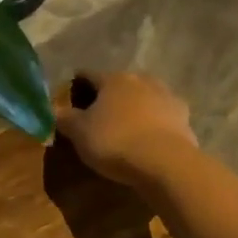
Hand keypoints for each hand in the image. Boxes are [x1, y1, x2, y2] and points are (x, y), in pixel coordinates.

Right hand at [56, 70, 198, 188]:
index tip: (70, 99)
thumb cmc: (114, 141)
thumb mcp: (78, 132)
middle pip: (119, 84)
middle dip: (108, 97)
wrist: (165, 162)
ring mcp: (166, 96)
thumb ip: (64, 118)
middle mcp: (141, 80)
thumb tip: (53, 109)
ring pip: (143, 97)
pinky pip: (161, 116)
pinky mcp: (184, 117)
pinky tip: (147, 138)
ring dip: (133, 108)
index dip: (77, 86)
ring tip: (124, 128)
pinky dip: (153, 123)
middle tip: (97, 116)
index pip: (88, 75)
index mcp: (113, 79)